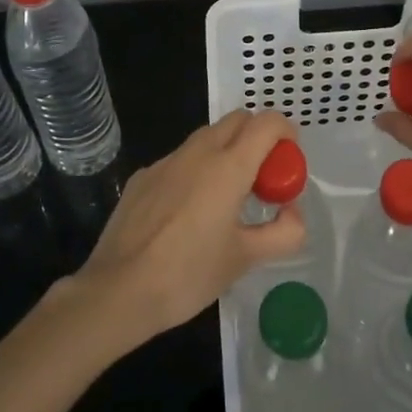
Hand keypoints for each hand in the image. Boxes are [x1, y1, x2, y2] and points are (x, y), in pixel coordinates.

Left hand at [77, 110, 306, 345]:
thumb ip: (283, 232)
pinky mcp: (142, 177)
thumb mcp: (246, 259)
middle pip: (237, 120)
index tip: (289, 161)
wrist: (118, 290)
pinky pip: (179, 160)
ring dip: (227, 151)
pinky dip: (196, 170)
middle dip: (258, 137)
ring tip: (228, 197)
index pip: (266, 122)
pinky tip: (188, 212)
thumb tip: (293, 212)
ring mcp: (165, 162)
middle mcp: (197, 152)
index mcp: (228, 166)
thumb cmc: (188, 274)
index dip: (286, 132)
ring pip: (206, 137)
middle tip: (263, 179)